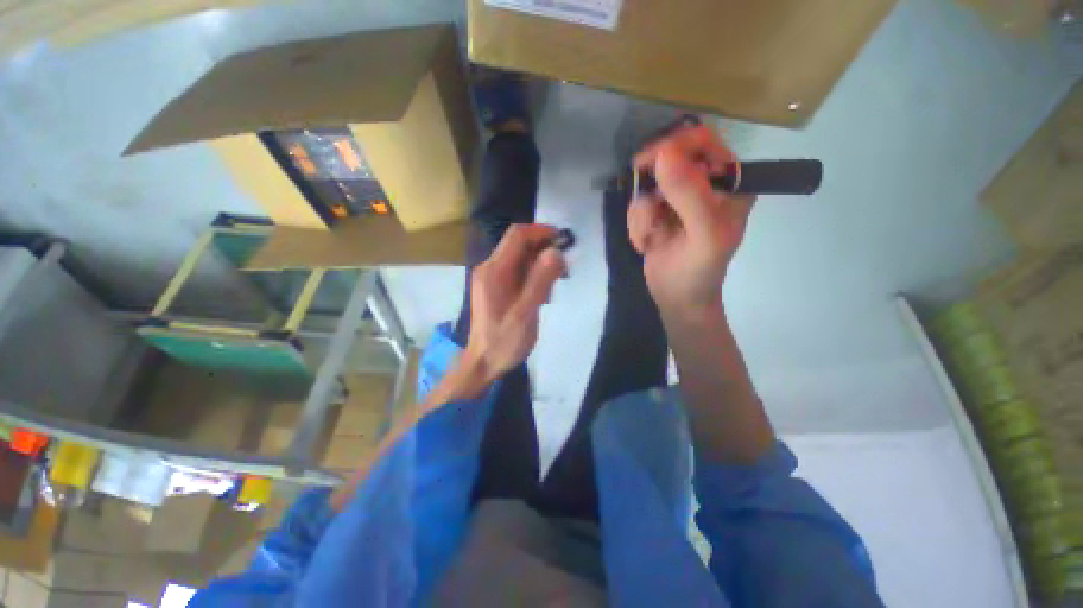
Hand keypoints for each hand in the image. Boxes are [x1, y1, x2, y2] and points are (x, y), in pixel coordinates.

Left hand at [463, 224, 566, 383]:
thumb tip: (556, 251)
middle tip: (563, 270)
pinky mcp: (495, 286)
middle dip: (544, 250)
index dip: (542, 232)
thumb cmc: (504, 342)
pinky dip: (533, 274)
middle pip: (518, 244)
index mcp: (494, 271)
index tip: (563, 242)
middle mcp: (489, 268)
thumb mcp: (526, 313)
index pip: (517, 236)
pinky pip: (517, 270)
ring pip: (520, 257)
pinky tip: (542, 293)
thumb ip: (540, 281)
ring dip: (540, 264)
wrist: (483, 363)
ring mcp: (491, 277)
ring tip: (554, 285)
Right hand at [628, 124, 754, 316]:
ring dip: (643, 215)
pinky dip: (636, 226)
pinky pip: (637, 206)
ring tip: (652, 239)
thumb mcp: (704, 235)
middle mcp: (703, 184)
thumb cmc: (699, 271)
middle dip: (651, 188)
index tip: (647, 163)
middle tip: (647, 210)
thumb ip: (690, 194)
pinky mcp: (657, 213)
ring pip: (646, 186)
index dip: (674, 146)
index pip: (702, 141)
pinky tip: (647, 244)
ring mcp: (676, 199)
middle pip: (667, 159)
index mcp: (729, 181)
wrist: (678, 299)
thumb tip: (664, 154)